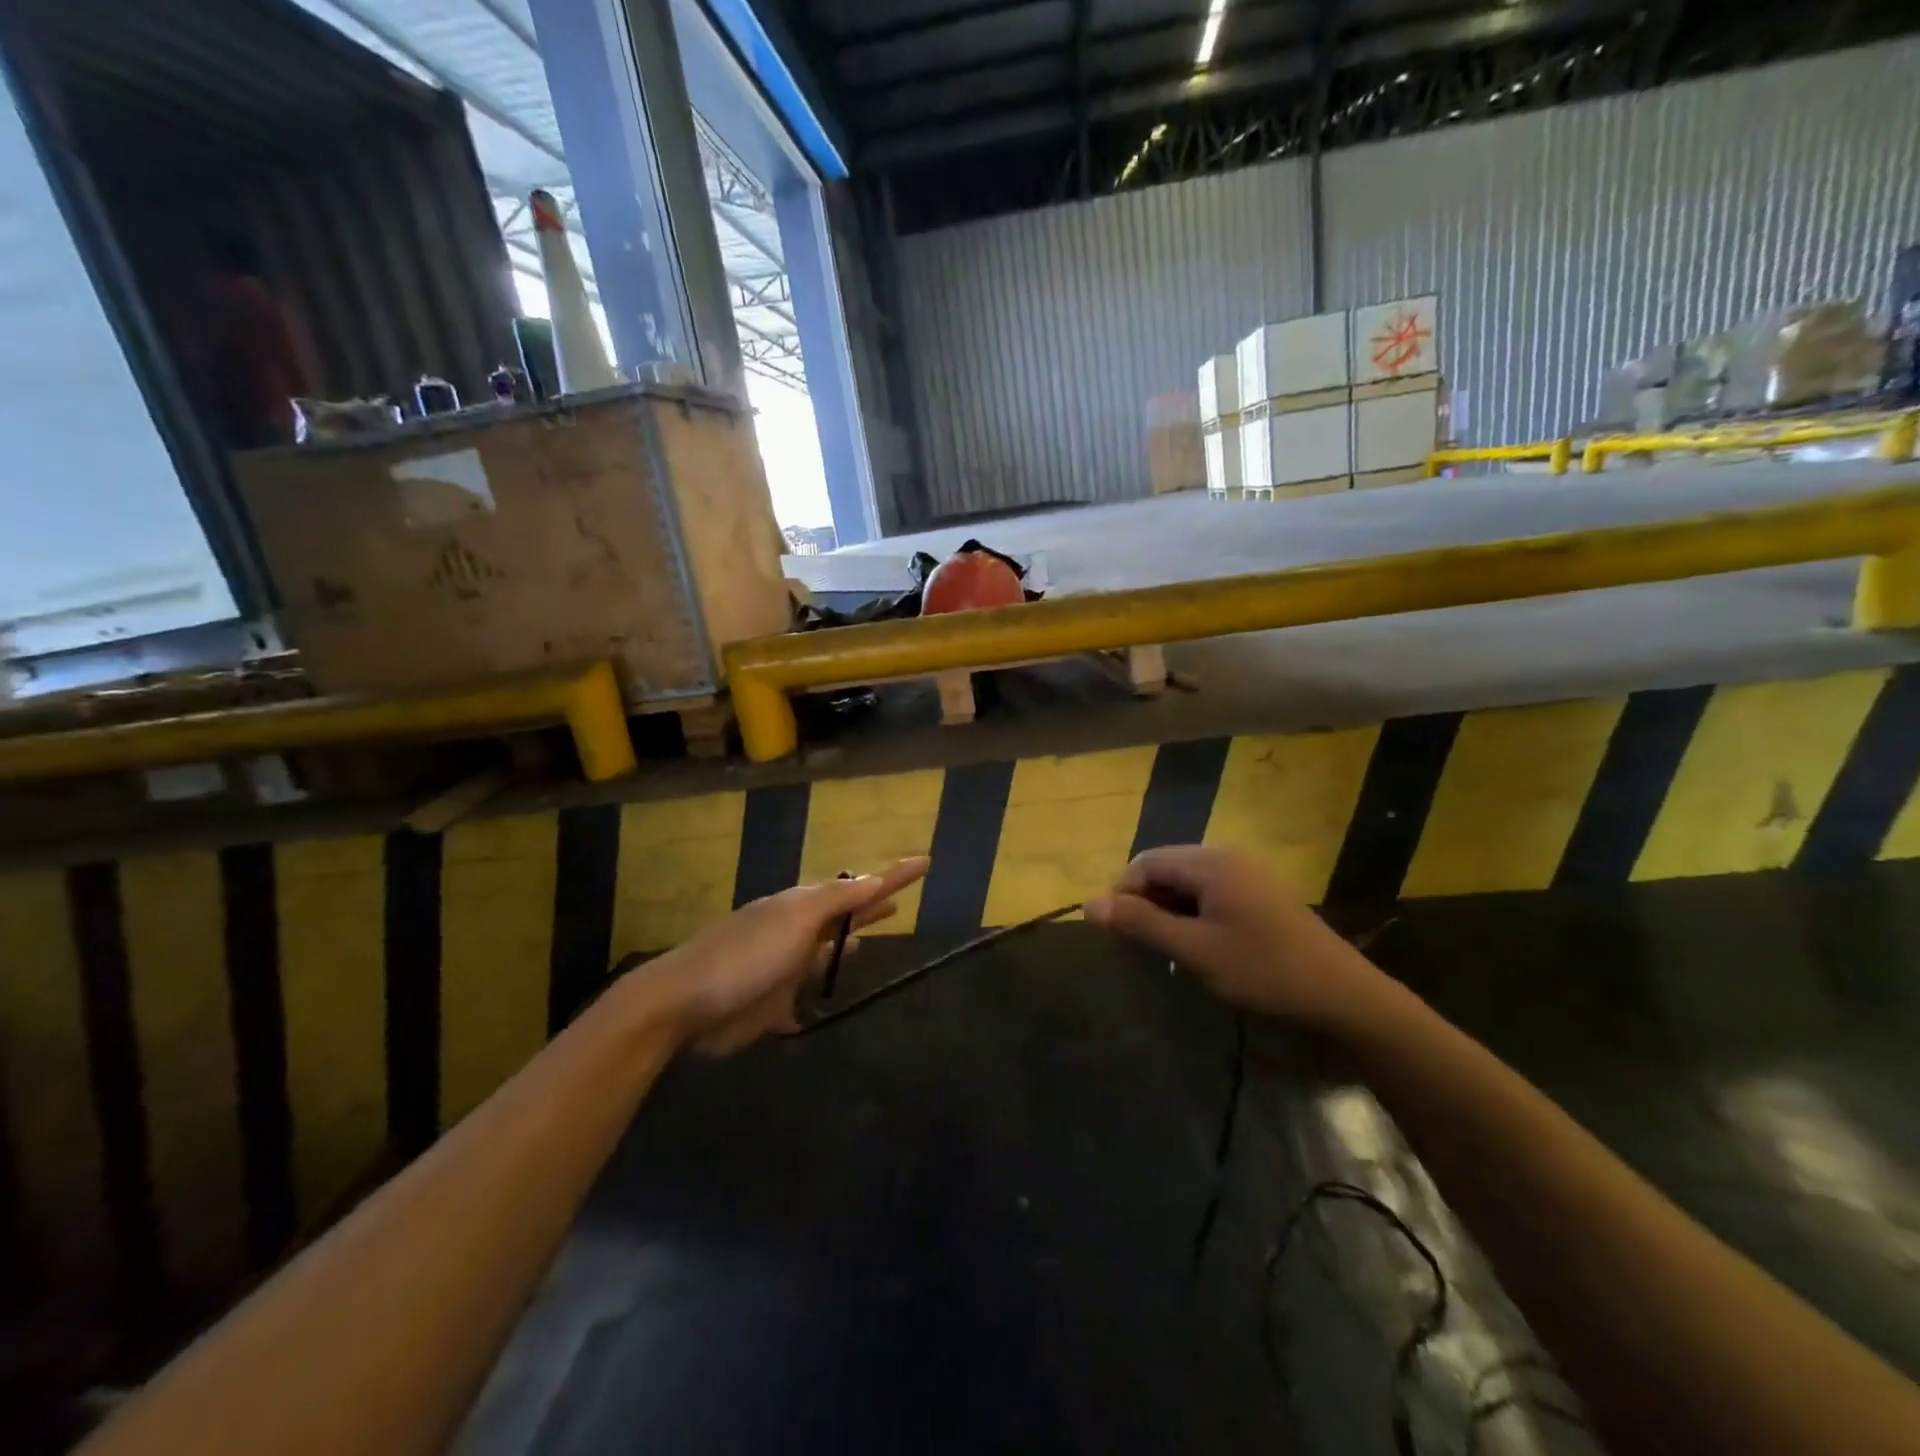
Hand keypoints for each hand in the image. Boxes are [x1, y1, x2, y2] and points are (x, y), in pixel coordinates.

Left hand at [627, 857, 929, 1053]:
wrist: (684, 1004)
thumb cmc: (746, 955)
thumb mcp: (797, 918)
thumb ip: (838, 900)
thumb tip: (875, 878)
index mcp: (804, 907)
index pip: (861, 887)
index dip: (894, 876)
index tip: (925, 861)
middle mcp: (797, 933)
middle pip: (844, 919)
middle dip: (869, 909)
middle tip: (898, 904)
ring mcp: (784, 969)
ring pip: (823, 957)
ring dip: (842, 949)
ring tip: (863, 945)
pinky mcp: (771, 1005)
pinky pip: (800, 1000)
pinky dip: (810, 1000)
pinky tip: (816, 1009)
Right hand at [1083, 845, 1388, 1029]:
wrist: (1344, 998)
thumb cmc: (1264, 971)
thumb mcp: (1195, 950)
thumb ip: (1141, 924)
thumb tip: (1088, 904)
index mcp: (1211, 862)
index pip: (1145, 863)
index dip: (1123, 895)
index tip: (1118, 937)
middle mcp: (1227, 857)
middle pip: (1165, 868)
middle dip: (1145, 903)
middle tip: (1141, 948)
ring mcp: (1247, 875)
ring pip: (1187, 883)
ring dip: (1168, 912)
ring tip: (1169, 952)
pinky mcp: (1259, 895)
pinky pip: (1210, 894)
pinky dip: (1192, 915)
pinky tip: (1198, 948)